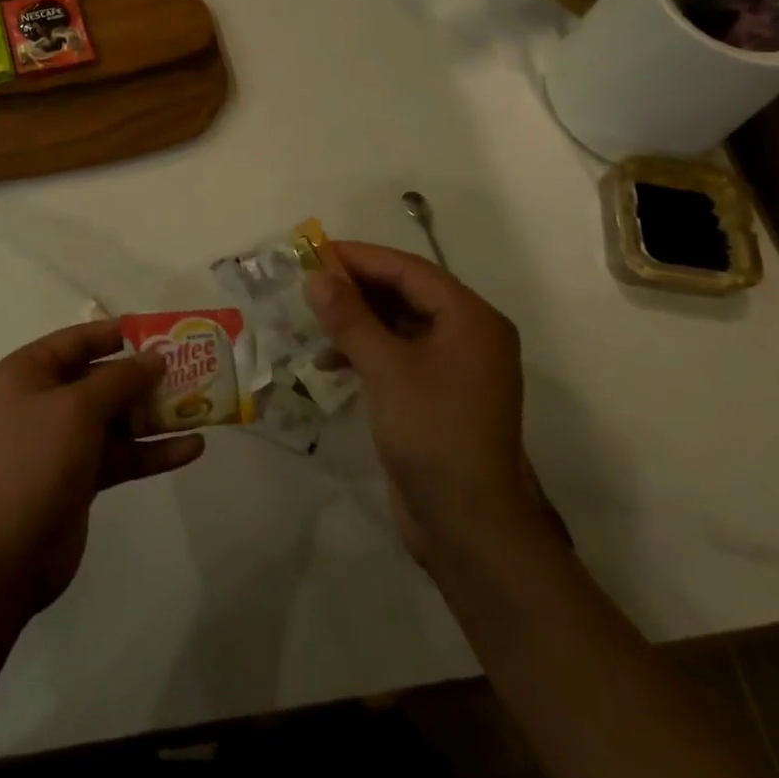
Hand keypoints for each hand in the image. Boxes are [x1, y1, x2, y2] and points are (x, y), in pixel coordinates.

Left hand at [0, 320, 205, 612]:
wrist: (7, 554)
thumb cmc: (37, 460)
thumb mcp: (78, 408)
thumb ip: (121, 378)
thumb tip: (155, 357)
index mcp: (27, 374)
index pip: (77, 341)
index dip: (116, 334)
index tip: (159, 332)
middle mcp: (43, 402)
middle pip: (101, 379)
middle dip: (144, 377)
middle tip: (190, 369)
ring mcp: (62, 441)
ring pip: (116, 418)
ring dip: (155, 415)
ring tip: (200, 407)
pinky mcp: (80, 476)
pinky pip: (121, 454)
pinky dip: (153, 451)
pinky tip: (192, 448)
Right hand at [304, 241, 552, 571]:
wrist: (469, 526)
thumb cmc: (432, 433)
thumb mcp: (385, 369)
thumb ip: (349, 317)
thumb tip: (316, 277)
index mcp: (470, 318)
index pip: (409, 270)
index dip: (360, 258)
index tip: (315, 251)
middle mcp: (468, 334)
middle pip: (406, 293)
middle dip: (356, 289)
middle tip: (308, 284)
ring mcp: (455, 366)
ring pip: (399, 324)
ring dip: (357, 321)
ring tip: (313, 322)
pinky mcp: (438, 394)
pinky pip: (399, 354)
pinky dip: (366, 351)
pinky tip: (331, 363)